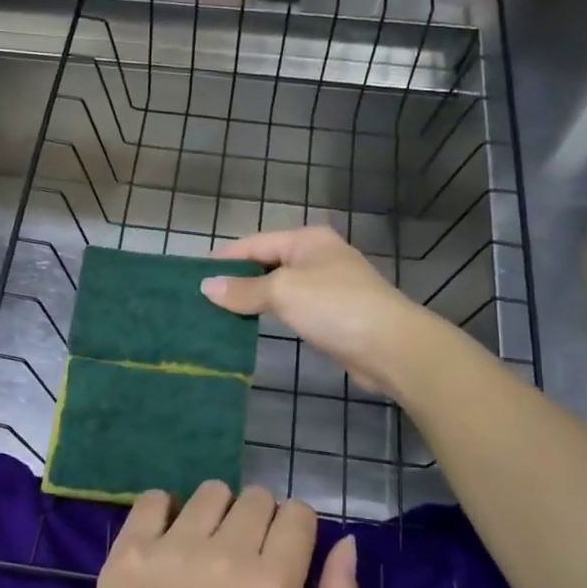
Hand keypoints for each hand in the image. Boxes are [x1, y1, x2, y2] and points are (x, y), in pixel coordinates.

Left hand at [90, 482, 363, 587]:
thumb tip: (346, 542)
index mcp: (273, 584)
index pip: (298, 513)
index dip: (294, 531)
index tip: (281, 554)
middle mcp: (226, 555)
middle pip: (257, 497)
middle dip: (258, 521)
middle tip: (242, 556)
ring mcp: (174, 547)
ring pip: (212, 491)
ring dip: (215, 514)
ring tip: (203, 548)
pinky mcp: (132, 547)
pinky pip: (156, 497)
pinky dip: (165, 511)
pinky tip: (167, 540)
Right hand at [200, 227, 430, 394]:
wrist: (393, 347)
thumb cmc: (336, 307)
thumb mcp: (284, 292)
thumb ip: (244, 289)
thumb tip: (206, 286)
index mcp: (307, 239)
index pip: (254, 243)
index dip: (223, 259)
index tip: (193, 277)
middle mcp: (318, 255)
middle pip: (267, 262)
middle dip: (236, 279)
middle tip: (202, 299)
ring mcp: (328, 285)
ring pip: (279, 286)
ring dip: (253, 298)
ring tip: (219, 313)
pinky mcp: (334, 313)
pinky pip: (293, 307)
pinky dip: (272, 313)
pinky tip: (253, 326)